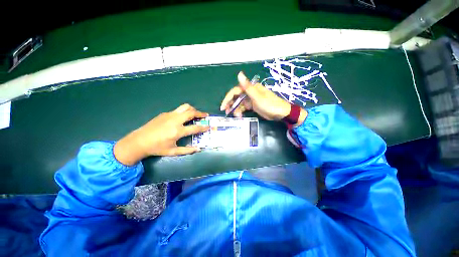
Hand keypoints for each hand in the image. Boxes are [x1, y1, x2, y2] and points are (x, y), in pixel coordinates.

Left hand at [114, 104, 209, 165]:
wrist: (139, 141)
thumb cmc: (157, 148)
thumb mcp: (173, 152)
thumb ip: (187, 150)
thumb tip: (198, 149)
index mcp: (177, 131)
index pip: (195, 127)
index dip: (203, 127)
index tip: (208, 126)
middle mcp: (175, 121)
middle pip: (191, 112)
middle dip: (200, 113)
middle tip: (205, 115)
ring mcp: (169, 115)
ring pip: (185, 107)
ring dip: (193, 109)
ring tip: (196, 113)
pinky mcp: (164, 113)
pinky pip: (177, 110)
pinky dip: (184, 112)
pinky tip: (182, 118)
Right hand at [220, 72, 306, 122]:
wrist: (281, 113)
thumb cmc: (270, 104)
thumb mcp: (257, 97)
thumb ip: (247, 87)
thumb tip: (239, 74)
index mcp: (250, 88)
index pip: (235, 91)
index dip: (228, 98)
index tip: (223, 106)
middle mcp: (250, 92)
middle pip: (236, 97)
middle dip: (230, 104)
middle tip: (226, 112)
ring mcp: (251, 99)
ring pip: (239, 103)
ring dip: (236, 109)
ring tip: (235, 116)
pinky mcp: (253, 105)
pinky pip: (244, 108)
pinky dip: (241, 111)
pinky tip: (240, 116)